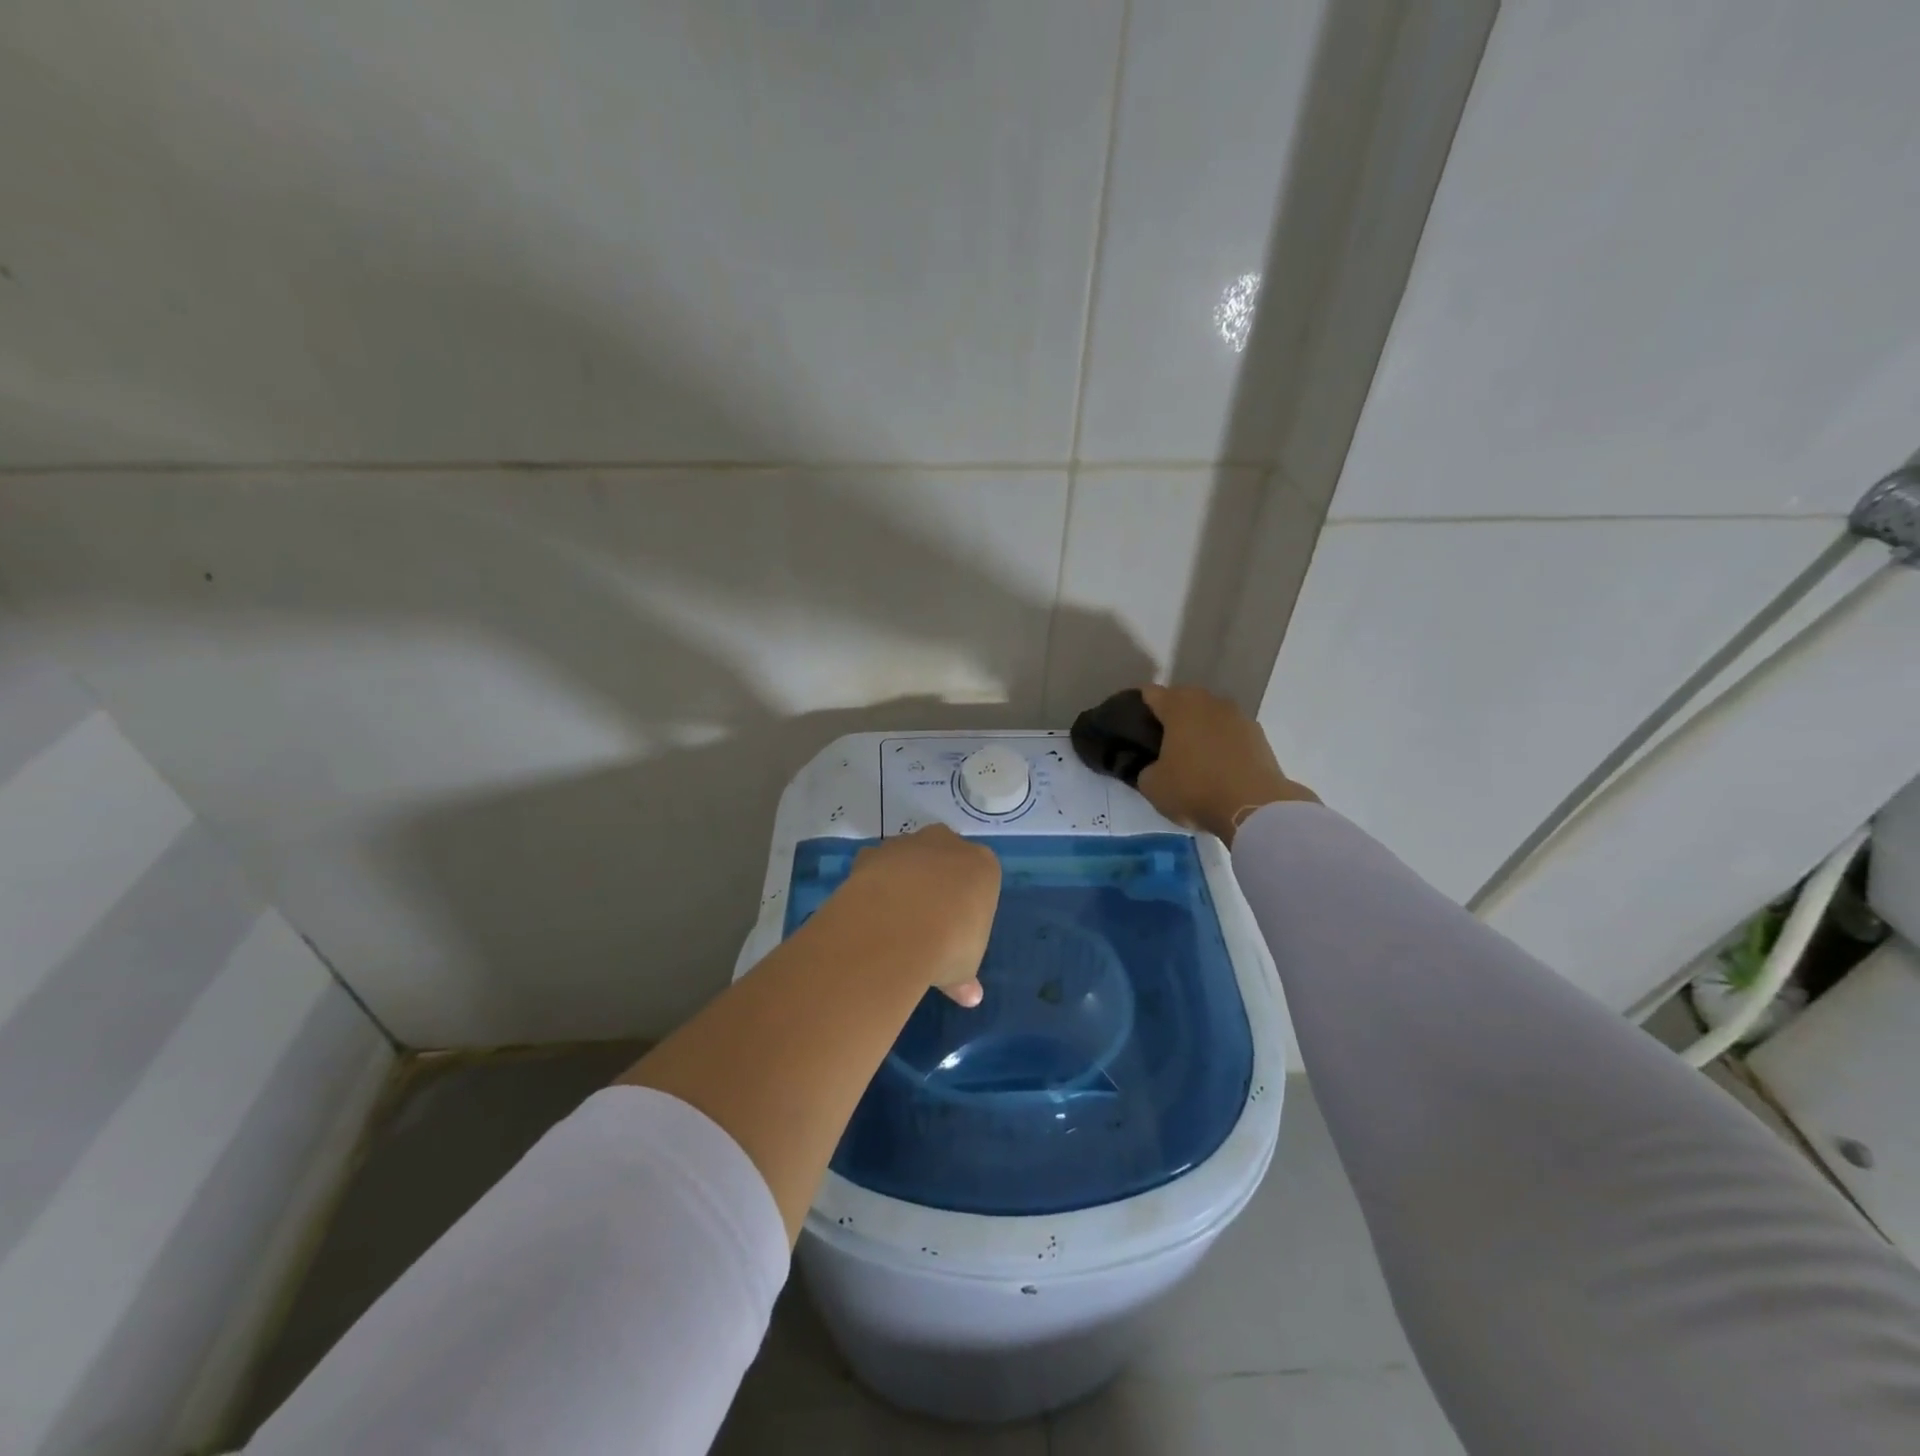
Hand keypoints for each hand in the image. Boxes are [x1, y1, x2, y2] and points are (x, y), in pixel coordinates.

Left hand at [842, 825, 999, 1005]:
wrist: (896, 929)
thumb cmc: (949, 945)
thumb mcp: (964, 969)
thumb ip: (965, 978)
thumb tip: (971, 997)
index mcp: (982, 866)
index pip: (980, 877)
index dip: (967, 902)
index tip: (957, 928)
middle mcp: (947, 844)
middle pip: (944, 857)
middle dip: (936, 880)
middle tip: (926, 919)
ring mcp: (908, 844)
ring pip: (908, 857)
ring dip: (902, 879)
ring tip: (893, 919)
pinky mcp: (873, 852)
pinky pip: (875, 865)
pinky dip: (872, 882)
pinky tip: (869, 911)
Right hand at [1136, 684, 1316, 845]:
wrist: (1254, 807)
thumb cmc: (1194, 789)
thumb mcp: (1153, 785)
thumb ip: (1146, 768)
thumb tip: (1153, 767)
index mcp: (1178, 706)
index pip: (1151, 693)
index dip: (1139, 705)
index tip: (1132, 722)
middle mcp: (1209, 702)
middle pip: (1183, 699)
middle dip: (1172, 715)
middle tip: (1160, 740)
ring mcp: (1239, 717)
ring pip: (1210, 715)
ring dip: (1200, 728)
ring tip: (1192, 754)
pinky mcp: (1260, 736)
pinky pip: (1231, 733)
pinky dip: (1222, 743)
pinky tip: (1218, 766)